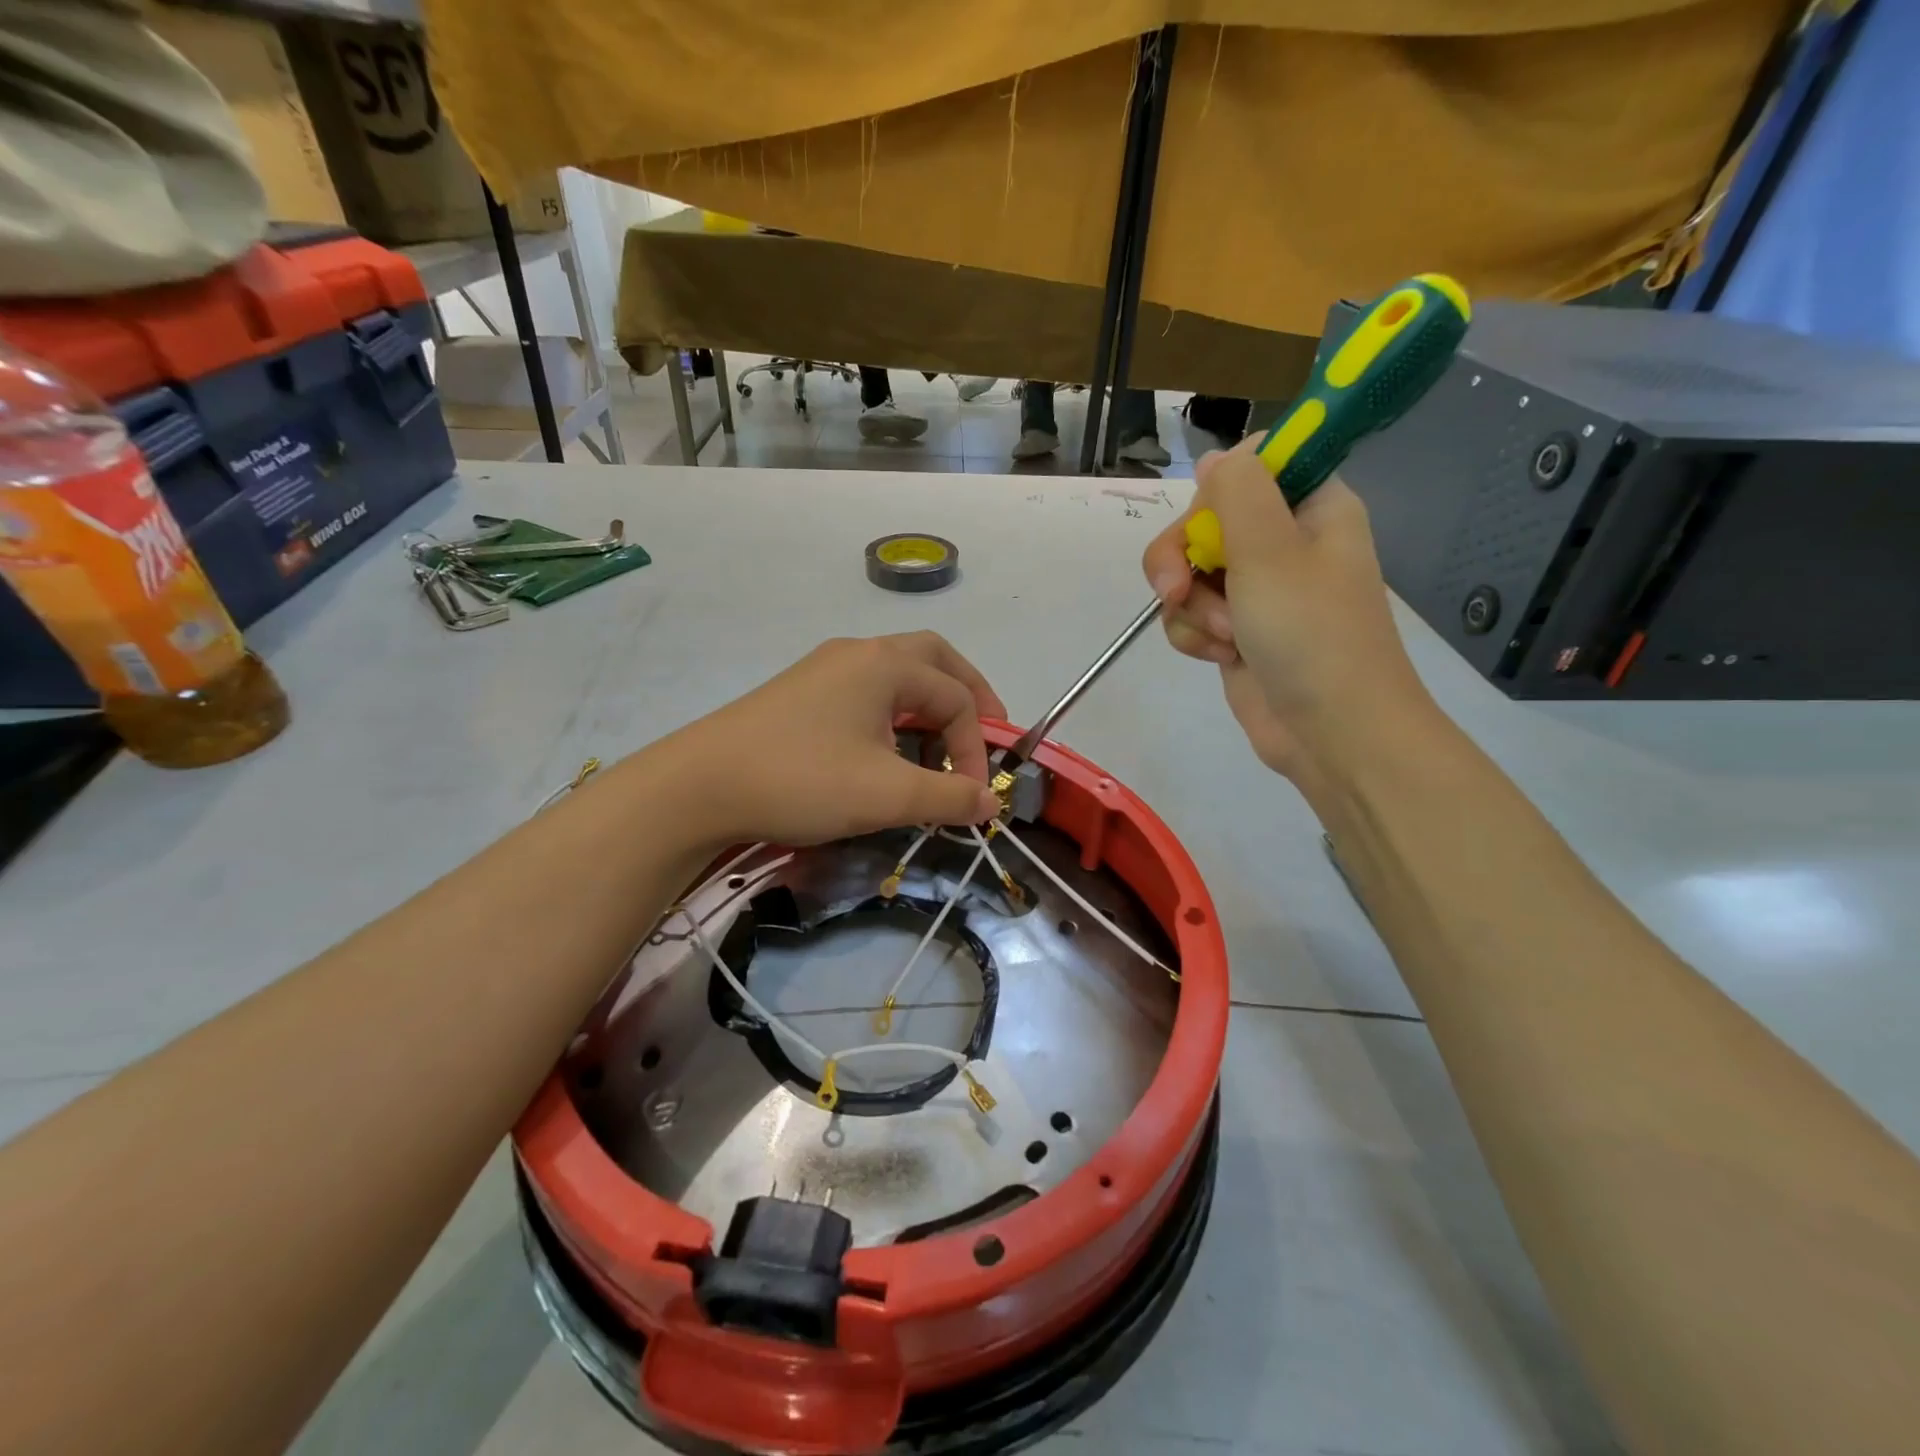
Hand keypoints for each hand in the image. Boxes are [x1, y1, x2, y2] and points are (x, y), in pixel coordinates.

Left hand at [663, 632, 1006, 845]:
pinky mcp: (802, 693)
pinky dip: (895, 714)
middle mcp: (859, 653)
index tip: (973, 797)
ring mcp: (825, 669)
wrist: (698, 786)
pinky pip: (867, 692)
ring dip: (929, 705)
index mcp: (885, 664)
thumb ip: (948, 796)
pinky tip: (888, 751)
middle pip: (933, 660)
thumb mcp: (886, 795)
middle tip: (985, 731)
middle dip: (967, 695)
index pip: (956, 697)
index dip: (976, 748)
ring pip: (897, 674)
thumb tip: (990, 802)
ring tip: (940, 747)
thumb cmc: (802, 780)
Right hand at [1141, 438, 1433, 781]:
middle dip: (1183, 561)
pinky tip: (1221, 657)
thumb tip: (1213, 458)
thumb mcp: (1270, 549)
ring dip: (1193, 607)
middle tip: (1177, 590)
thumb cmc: (1311, 634)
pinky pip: (1191, 615)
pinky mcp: (1236, 631)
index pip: (1247, 469)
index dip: (1215, 494)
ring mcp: (1256, 590)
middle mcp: (1282, 542)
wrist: (1331, 731)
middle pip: (1202, 524)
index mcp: (1308, 508)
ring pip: (1189, 574)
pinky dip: (1196, 636)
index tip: (1210, 523)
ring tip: (1227, 638)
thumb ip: (1237, 491)